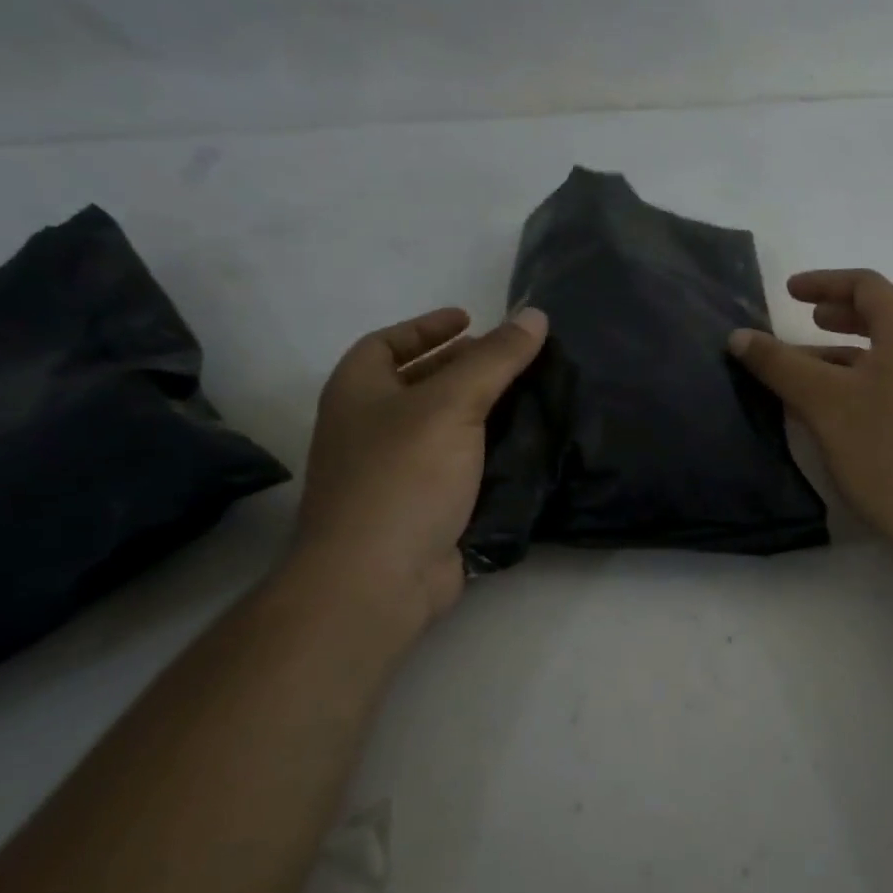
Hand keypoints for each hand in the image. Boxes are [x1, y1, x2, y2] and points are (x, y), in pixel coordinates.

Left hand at [290, 305, 548, 627]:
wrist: (379, 578)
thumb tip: (534, 314)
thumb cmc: (403, 476)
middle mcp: (369, 427)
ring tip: (530, 396)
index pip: (387, 343)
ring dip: (483, 410)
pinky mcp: (424, 506)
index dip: (427, 327)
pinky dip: (488, 451)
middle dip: (463, 366)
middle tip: (512, 358)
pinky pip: (459, 464)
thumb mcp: (452, 404)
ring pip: (444, 426)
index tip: (470, 319)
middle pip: (418, 382)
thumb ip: (496, 358)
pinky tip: (526, 446)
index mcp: (359, 393)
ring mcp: (394, 471)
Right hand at [728, 270, 892, 561]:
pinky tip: (825, 409)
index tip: (788, 292)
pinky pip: (886, 384)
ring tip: (799, 370)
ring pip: (880, 355)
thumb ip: (780, 364)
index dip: (824, 282)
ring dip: (839, 353)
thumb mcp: (823, 401)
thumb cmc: (886, 447)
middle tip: (803, 319)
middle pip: (879, 316)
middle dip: (836, 314)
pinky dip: (853, 382)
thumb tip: (739, 336)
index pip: (866, 286)